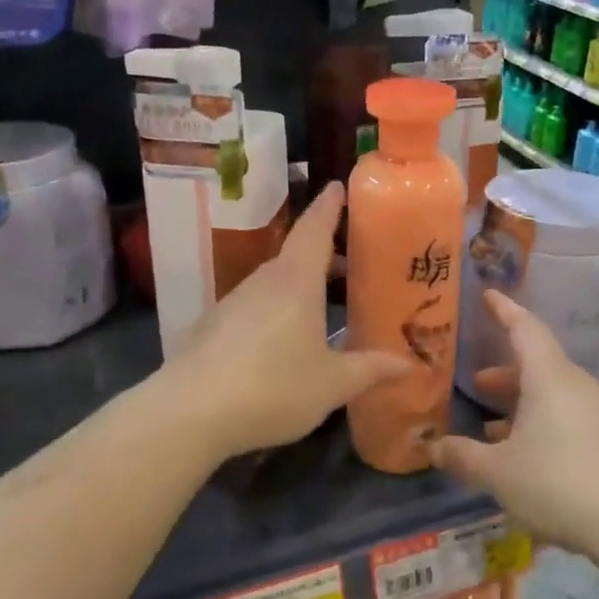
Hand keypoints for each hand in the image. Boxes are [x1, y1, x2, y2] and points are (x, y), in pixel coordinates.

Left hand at [167, 183, 411, 459]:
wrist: (190, 413)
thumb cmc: (274, 388)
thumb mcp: (332, 384)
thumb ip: (370, 370)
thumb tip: (408, 364)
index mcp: (296, 281)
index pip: (315, 229)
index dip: (329, 206)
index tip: (338, 186)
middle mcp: (264, 281)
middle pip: (297, 255)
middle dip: (324, 255)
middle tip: (351, 265)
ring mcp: (232, 302)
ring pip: (274, 282)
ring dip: (300, 285)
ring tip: (323, 307)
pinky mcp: (212, 326)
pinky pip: (253, 306)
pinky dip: (276, 309)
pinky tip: (281, 341)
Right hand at [434, 292, 598, 565]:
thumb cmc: (557, 483)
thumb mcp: (498, 473)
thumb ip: (463, 456)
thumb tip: (433, 447)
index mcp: (549, 377)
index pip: (525, 328)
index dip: (504, 310)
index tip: (488, 295)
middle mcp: (576, 386)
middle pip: (537, 364)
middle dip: (505, 372)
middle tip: (476, 383)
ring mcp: (598, 412)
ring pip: (552, 393)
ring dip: (521, 403)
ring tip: (492, 427)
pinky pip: (568, 416)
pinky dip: (541, 422)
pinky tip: (524, 455)